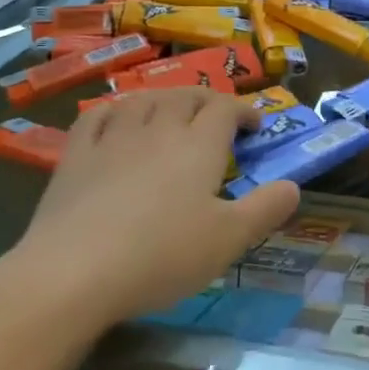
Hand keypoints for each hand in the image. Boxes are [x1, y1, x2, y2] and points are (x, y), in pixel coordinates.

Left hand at [0, 89, 299, 325]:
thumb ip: (266, 209)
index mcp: (198, 146)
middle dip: (206, 100)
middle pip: (185, 97)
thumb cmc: (162, 255)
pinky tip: (116, 118)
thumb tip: (294, 186)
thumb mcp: (229, 240)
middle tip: (217, 115)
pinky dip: (114, 111)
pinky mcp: (75, 156)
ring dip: (163, 98)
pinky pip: (96, 118)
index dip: (243, 111)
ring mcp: (112, 139)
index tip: (254, 125)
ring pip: (142, 100)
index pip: (225, 109)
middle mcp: (157, 130)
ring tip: (171, 109)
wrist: (74, 272)